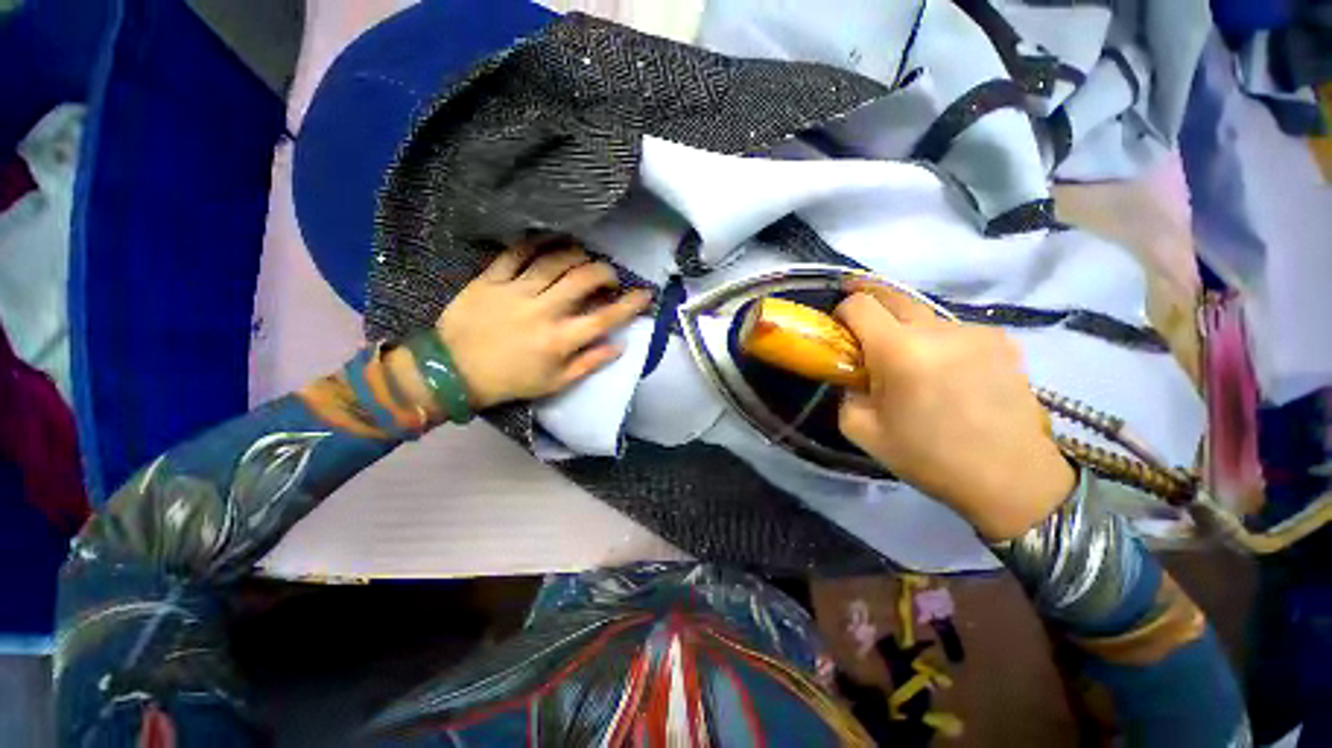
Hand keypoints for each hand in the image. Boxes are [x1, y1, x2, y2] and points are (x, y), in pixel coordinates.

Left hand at [393, 238, 651, 412]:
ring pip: (554, 261)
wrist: (453, 372)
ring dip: (577, 255)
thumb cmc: (510, 381)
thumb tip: (619, 346)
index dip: (630, 304)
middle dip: (605, 272)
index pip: (605, 318)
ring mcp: (515, 292)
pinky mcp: (490, 280)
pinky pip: (516, 253)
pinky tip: (549, 242)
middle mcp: (543, 311)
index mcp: (560, 340)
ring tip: (584, 257)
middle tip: (609, 276)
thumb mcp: (555, 382)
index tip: (646, 294)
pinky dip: (536, 244)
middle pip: (583, 280)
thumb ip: (589, 363)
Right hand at [835, 282, 1075, 540]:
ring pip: (923, 314)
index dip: (842, 311)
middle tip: (862, 331)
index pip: (859, 304)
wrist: (1011, 477)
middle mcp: (939, 329)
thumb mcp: (862, 429)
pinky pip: (953, 329)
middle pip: (892, 296)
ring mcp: (975, 331)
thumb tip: (853, 371)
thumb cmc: (928, 457)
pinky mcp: (1001, 339)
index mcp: (900, 351)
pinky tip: (947, 373)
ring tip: (911, 364)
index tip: (840, 332)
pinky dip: (938, 342)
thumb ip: (845, 390)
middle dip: (869, 306)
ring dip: (905, 329)